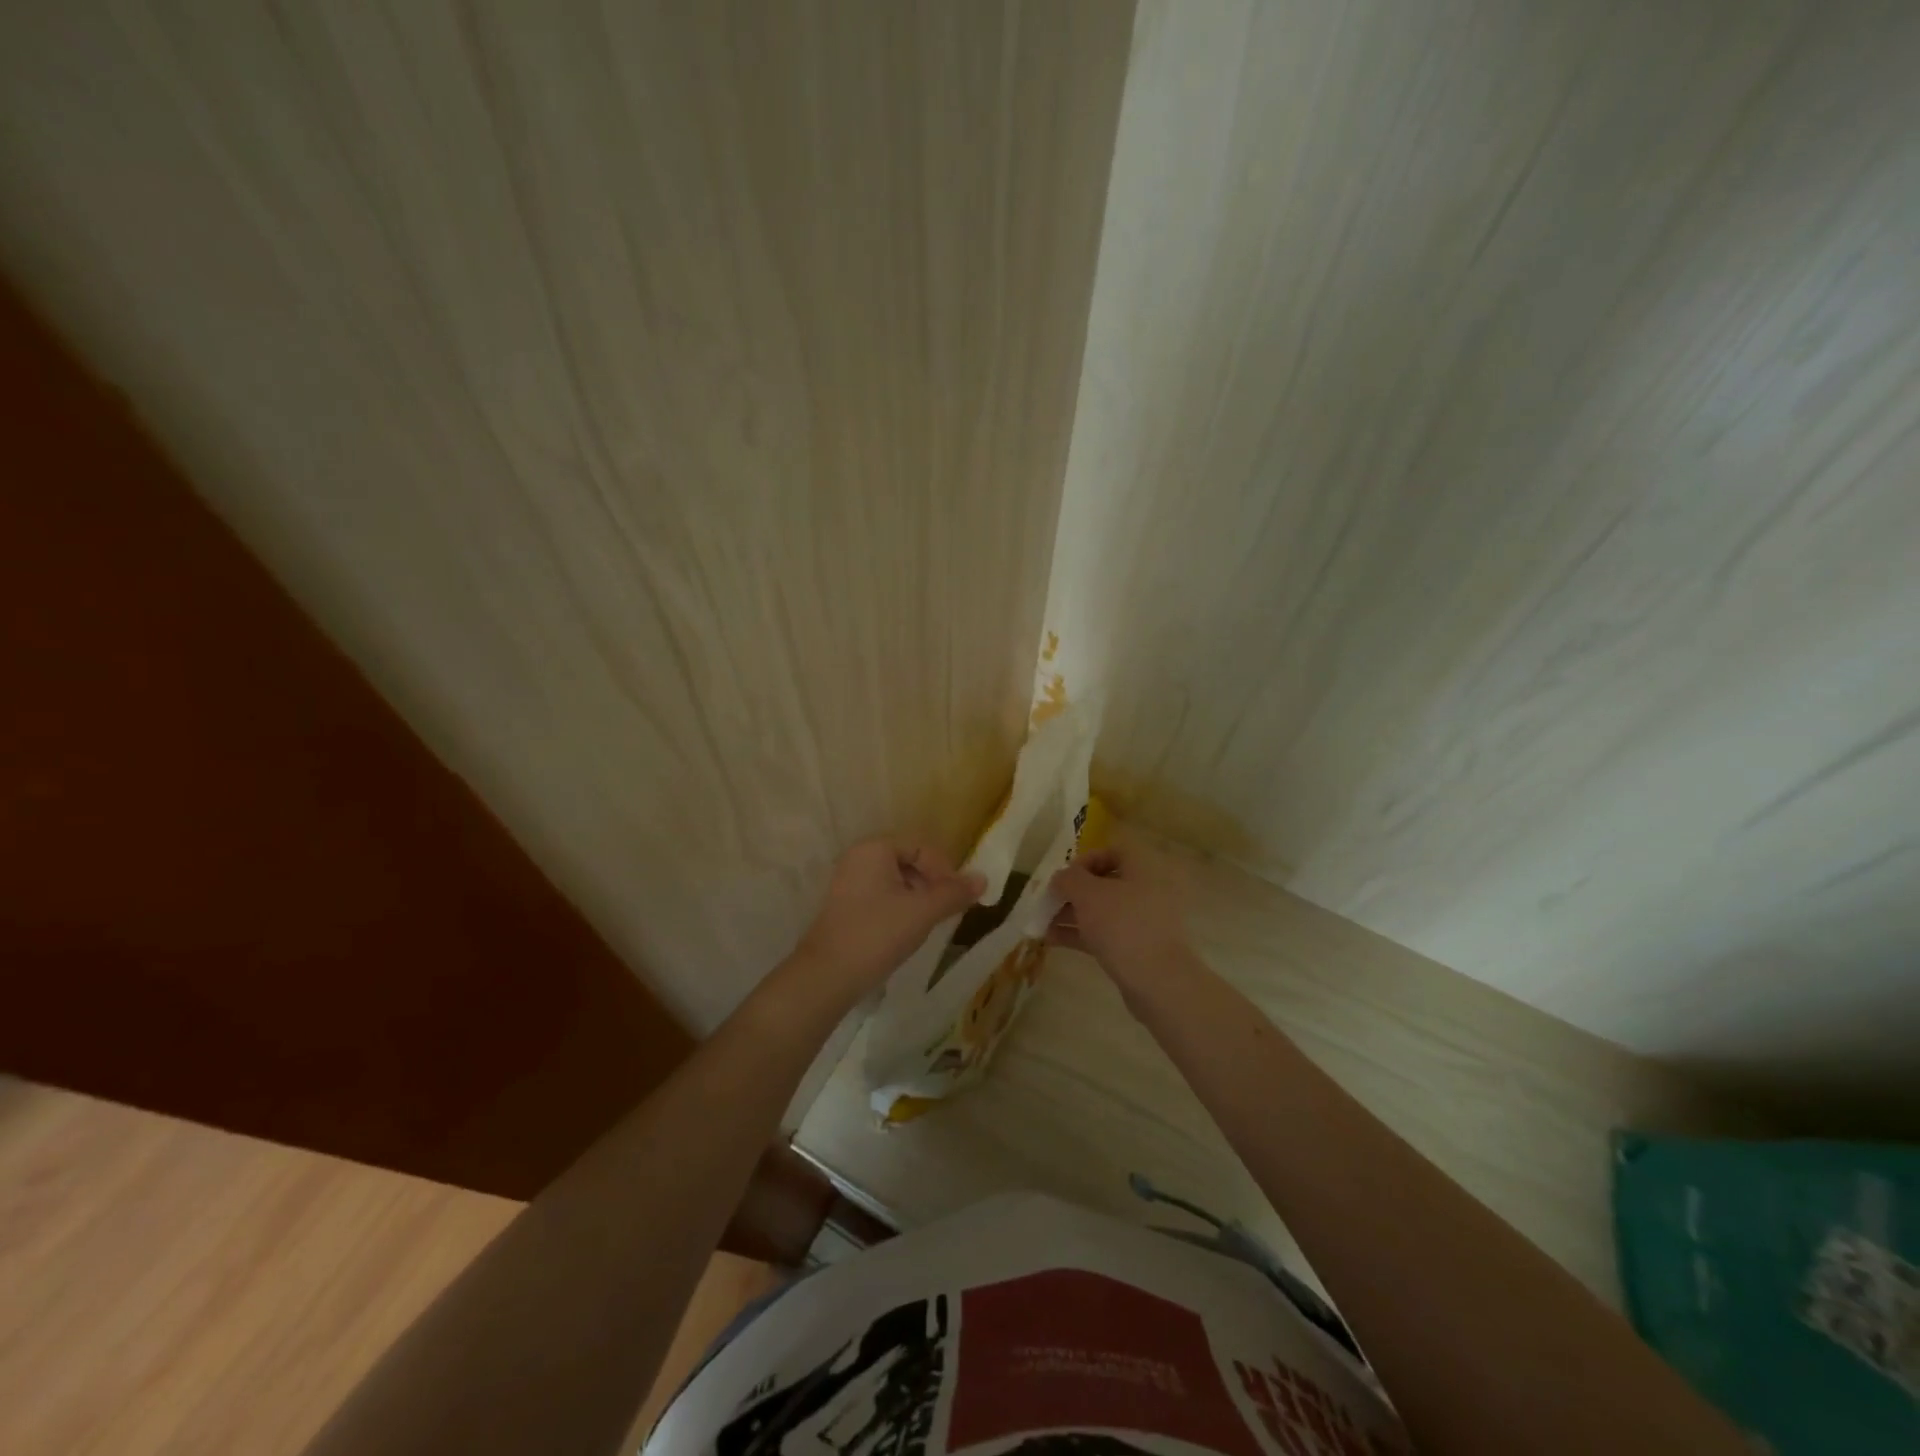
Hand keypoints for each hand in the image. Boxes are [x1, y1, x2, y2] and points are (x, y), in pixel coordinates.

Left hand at [788, 838, 984, 1011]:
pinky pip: (881, 895)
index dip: (944, 869)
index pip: (921, 846)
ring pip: (895, 880)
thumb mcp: (922, 912)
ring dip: (918, 896)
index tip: (958, 896)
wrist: (827, 976)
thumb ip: (953, 893)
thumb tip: (983, 879)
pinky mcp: (845, 905)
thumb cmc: (878, 934)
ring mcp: (848, 882)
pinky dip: (900, 907)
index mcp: (874, 849)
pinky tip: (908, 930)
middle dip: (932, 883)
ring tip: (930, 921)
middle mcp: (858, 857)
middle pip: (908, 860)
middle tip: (948, 909)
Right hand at [1046, 842, 1193, 995]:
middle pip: (1105, 882)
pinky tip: (1052, 939)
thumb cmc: (1122, 925)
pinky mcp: (1138, 948)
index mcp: (1143, 868)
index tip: (1065, 875)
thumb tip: (1061, 877)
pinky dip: (1080, 933)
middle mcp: (1147, 890)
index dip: (1086, 859)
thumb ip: (1069, 879)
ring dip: (1072, 913)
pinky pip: (1105, 932)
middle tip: (1049, 900)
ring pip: (1102, 910)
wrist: (1157, 981)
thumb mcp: (1088, 894)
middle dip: (1073, 891)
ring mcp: (1144, 921)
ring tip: (1042, 922)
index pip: (1114, 851)